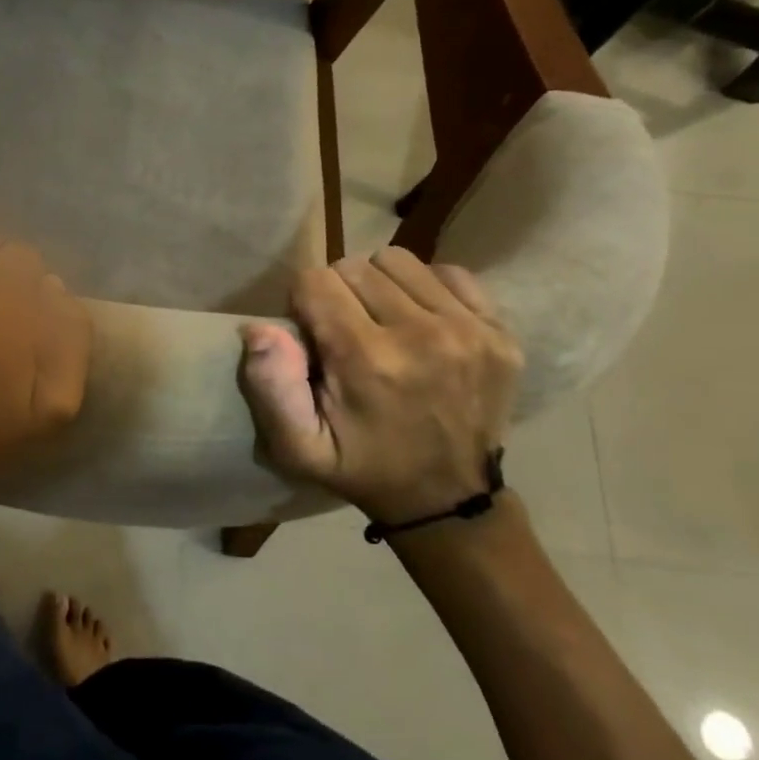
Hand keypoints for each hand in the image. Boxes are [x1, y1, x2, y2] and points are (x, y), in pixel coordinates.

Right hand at [236, 247, 522, 524]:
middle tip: (344, 332)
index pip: (315, 281)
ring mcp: (468, 329)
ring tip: (381, 323)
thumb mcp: (299, 447)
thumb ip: (271, 388)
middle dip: (338, 293)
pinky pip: (449, 272)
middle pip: (354, 266)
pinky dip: (426, 289)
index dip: (302, 303)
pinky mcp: (500, 330)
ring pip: (398, 261)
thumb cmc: (363, 468)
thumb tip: (258, 328)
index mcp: (367, 359)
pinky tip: (421, 323)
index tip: (312, 336)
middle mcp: (422, 334)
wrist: (449, 498)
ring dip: (379, 286)